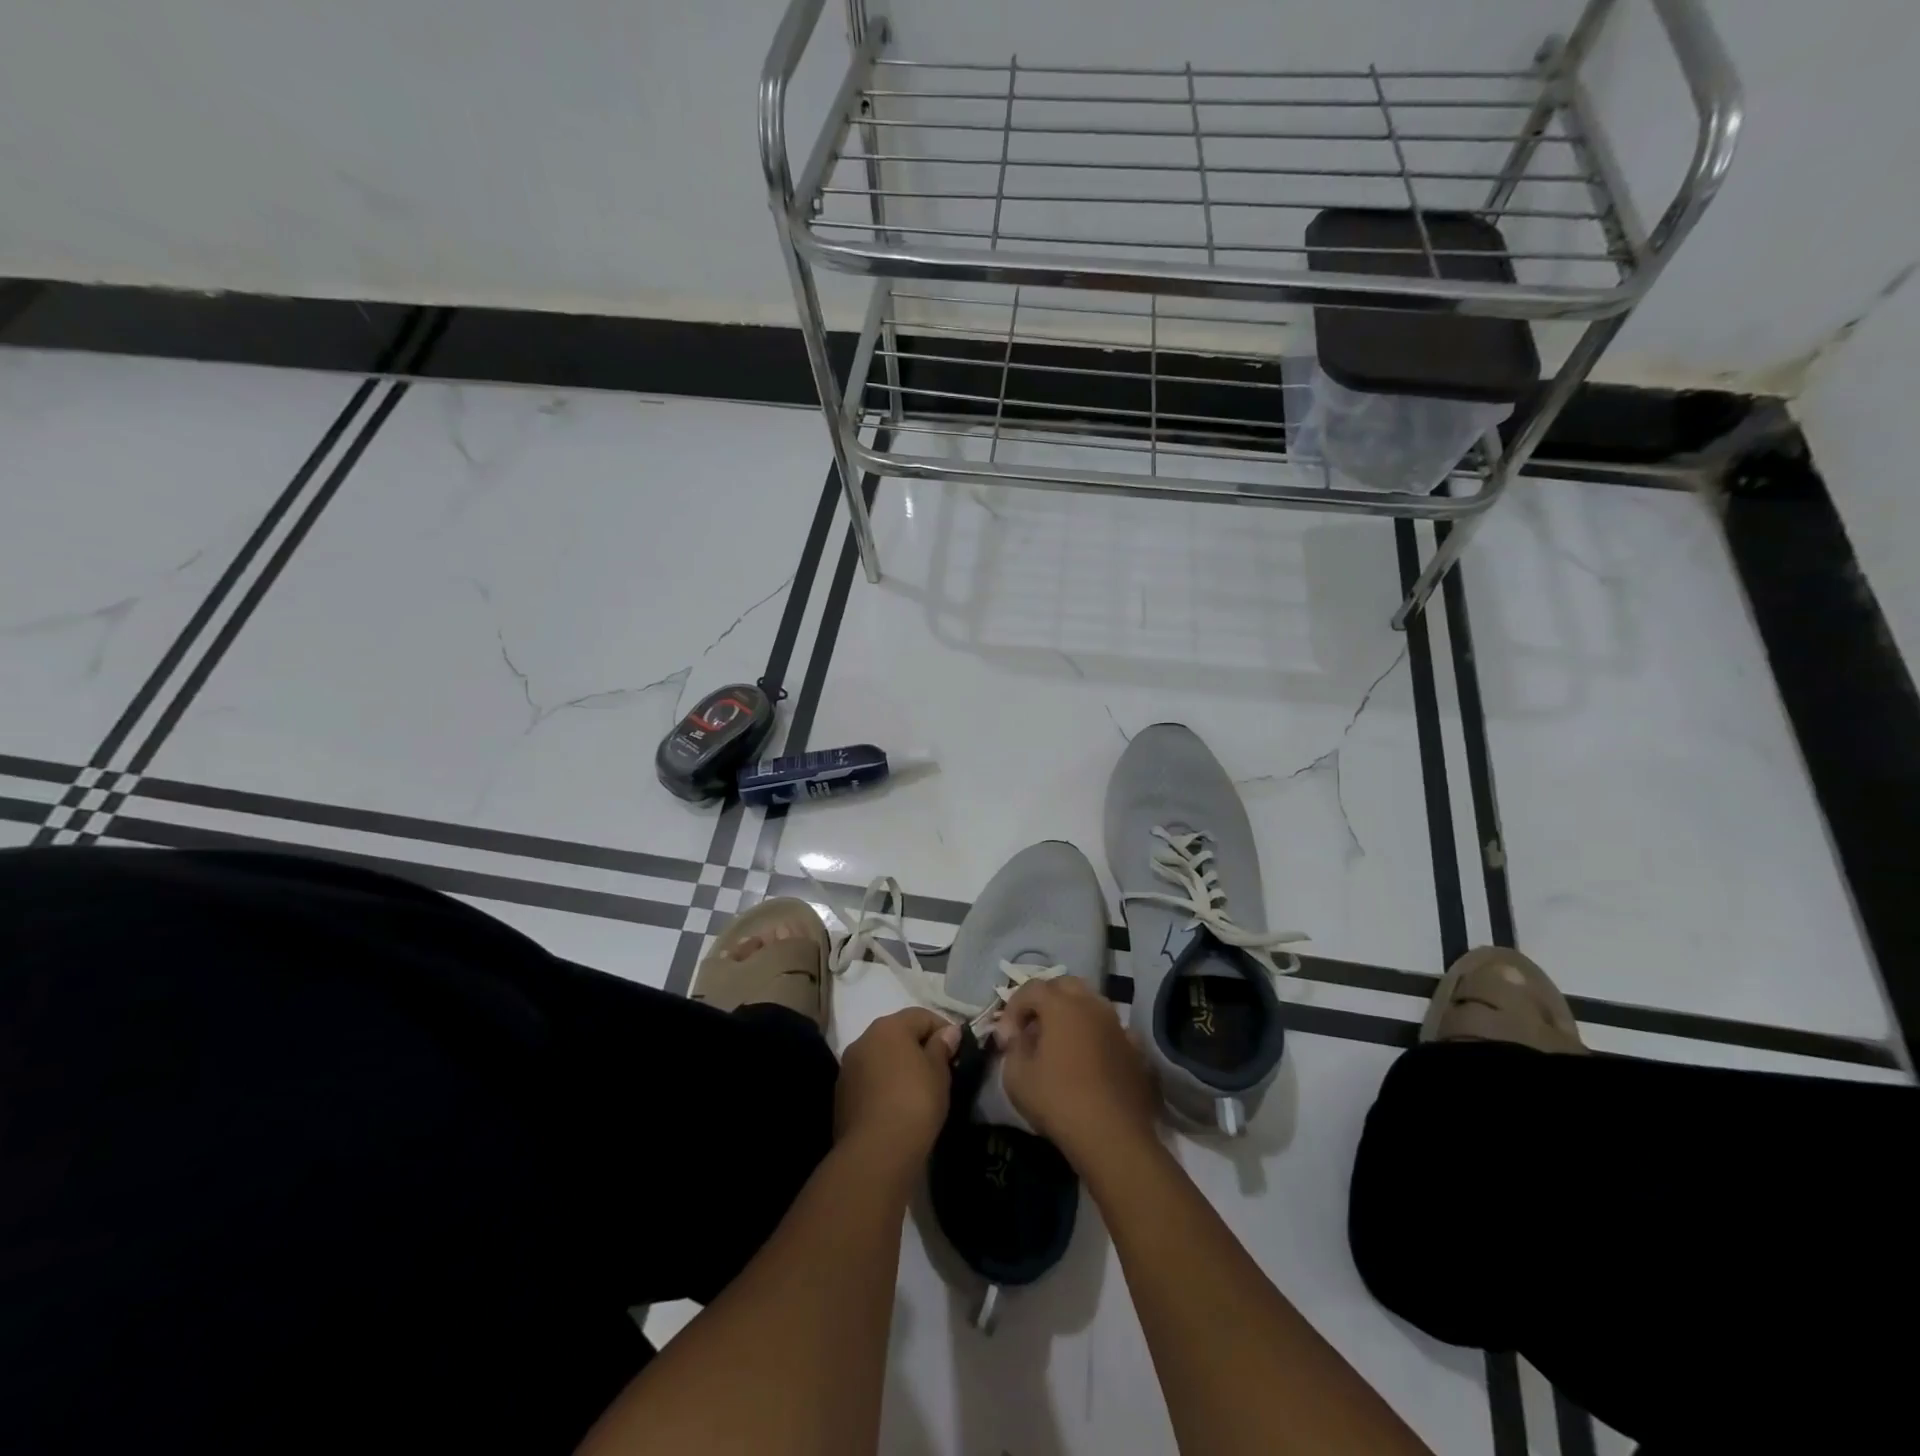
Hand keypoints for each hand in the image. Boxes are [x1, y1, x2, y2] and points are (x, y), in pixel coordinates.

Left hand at [836, 1008, 961, 1164]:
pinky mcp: (841, 1094)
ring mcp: (848, 1067)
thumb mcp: (938, 1072)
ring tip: (919, 1089)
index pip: (921, 1016)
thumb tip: (948, 1032)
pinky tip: (897, 1105)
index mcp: (889, 1027)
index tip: (957, 1050)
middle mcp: (864, 1039)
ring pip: (881, 1057)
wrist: (876, 1152)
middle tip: (940, 1069)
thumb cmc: (915, 1102)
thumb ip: (942, 1047)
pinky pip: (869, 1079)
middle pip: (897, 1034)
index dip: (943, 1029)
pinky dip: (884, 1085)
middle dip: (919, 1046)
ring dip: (899, 1066)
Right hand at [993, 977, 1159, 1171]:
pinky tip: (1091, 1060)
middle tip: (1033, 1028)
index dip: (1014, 1008)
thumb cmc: (1058, 1101)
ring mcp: (1118, 1026)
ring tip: (1061, 1043)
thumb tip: (1017, 1036)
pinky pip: (1111, 1031)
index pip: (1031, 988)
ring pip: (1092, 1004)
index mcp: (1061, 1005)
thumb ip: (1013, 1047)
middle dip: (1045, 1000)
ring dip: (1073, 1015)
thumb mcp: (1016, 1076)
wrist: (1113, 1137)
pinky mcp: (1136, 1050)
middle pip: (1065, 985)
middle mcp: (1092, 1005)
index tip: (1007, 1038)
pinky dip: (1097, 1036)